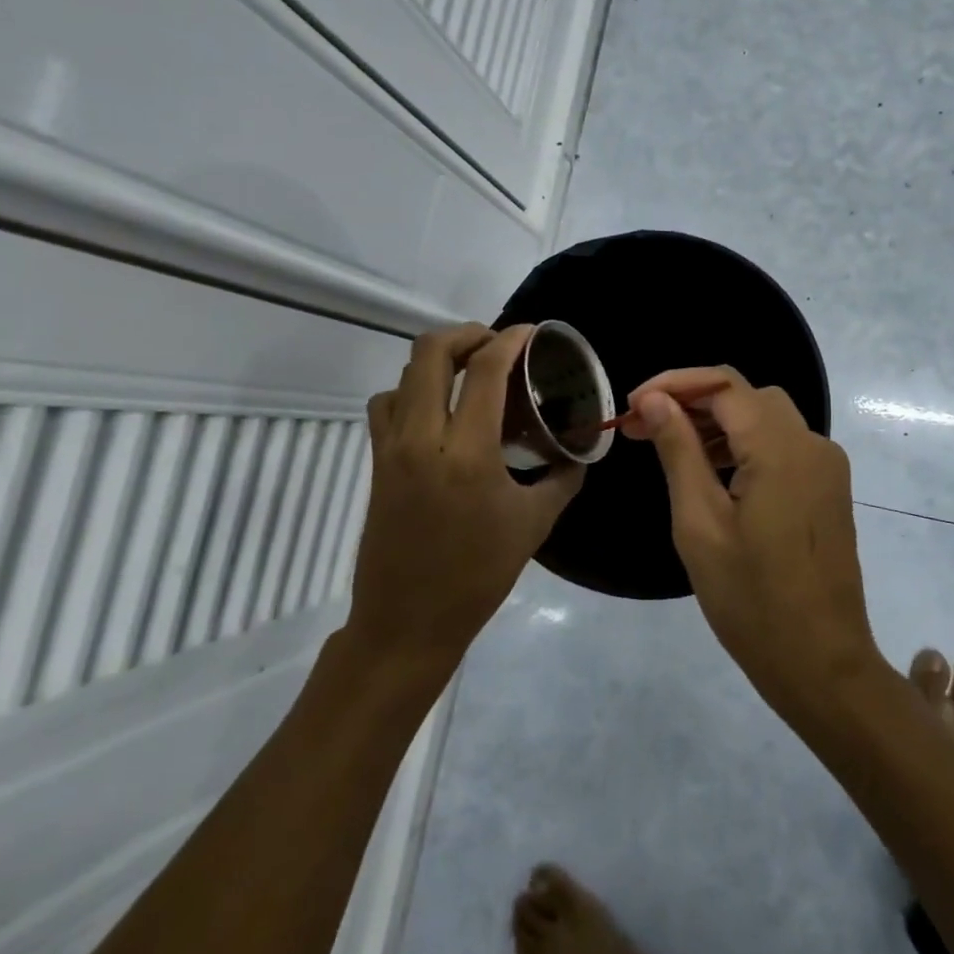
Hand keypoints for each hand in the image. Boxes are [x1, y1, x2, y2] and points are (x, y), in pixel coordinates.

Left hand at [348, 323, 583, 667]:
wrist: (408, 621)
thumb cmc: (478, 575)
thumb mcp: (534, 524)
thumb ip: (561, 478)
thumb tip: (576, 450)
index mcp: (467, 452)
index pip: (486, 370)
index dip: (511, 340)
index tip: (533, 332)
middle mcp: (422, 438)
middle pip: (431, 352)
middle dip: (467, 334)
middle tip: (498, 344)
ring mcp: (392, 448)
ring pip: (405, 374)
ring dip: (439, 360)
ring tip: (470, 372)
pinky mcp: (377, 462)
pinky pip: (387, 404)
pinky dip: (411, 390)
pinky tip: (437, 411)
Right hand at [623, 367, 876, 705]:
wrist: (822, 663)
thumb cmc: (751, 600)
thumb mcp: (700, 524)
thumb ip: (679, 452)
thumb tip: (654, 400)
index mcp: (780, 448)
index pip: (723, 384)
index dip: (673, 384)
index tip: (631, 407)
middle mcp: (812, 443)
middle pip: (746, 395)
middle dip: (692, 401)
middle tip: (642, 428)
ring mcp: (826, 466)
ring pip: (765, 417)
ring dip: (716, 421)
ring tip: (668, 446)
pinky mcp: (828, 488)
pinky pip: (782, 445)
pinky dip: (744, 443)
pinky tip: (711, 470)